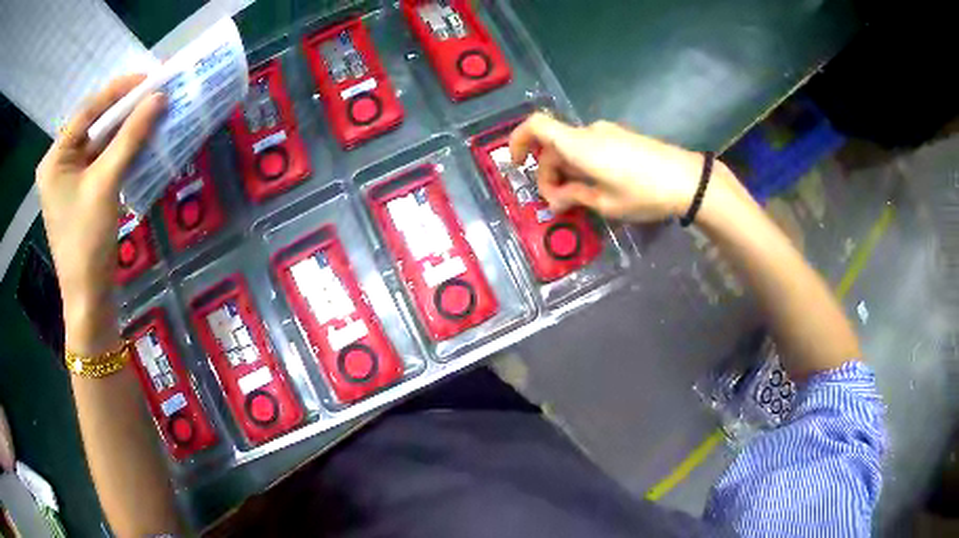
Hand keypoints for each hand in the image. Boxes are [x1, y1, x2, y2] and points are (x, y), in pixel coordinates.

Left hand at [36, 75, 164, 352]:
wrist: (89, 298)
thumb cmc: (87, 241)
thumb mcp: (106, 184)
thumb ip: (130, 137)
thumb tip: (159, 98)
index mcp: (54, 159)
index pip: (87, 111)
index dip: (118, 91)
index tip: (149, 76)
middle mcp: (59, 164)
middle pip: (93, 125)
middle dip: (123, 109)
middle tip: (153, 90)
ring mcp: (70, 180)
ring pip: (100, 142)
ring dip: (125, 129)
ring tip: (152, 110)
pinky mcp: (82, 193)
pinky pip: (103, 160)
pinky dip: (122, 150)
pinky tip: (141, 139)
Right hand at [509, 113, 736, 221]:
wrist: (688, 180)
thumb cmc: (643, 193)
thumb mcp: (605, 203)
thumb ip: (574, 196)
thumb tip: (556, 198)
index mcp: (579, 144)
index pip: (536, 126)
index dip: (518, 141)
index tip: (517, 164)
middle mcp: (589, 131)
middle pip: (554, 145)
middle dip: (549, 173)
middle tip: (558, 203)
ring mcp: (608, 132)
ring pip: (573, 147)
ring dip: (567, 170)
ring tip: (579, 199)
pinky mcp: (622, 137)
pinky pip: (591, 147)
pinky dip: (584, 164)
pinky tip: (598, 187)